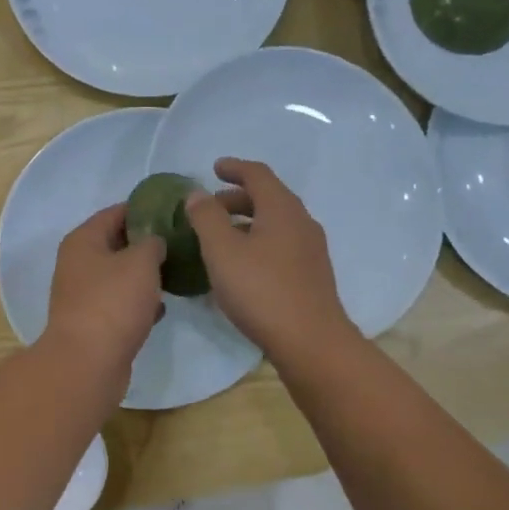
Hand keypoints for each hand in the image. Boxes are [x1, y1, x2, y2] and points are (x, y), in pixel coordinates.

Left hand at [42, 203, 165, 390]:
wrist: (88, 363)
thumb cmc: (113, 302)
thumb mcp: (141, 262)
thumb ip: (152, 243)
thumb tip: (154, 241)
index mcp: (83, 241)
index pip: (115, 212)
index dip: (144, 209)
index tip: (173, 211)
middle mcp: (78, 264)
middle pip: (116, 244)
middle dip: (147, 243)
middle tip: (180, 242)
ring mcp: (84, 296)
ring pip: (120, 276)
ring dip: (144, 275)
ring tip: (177, 272)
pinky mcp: (94, 323)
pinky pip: (120, 304)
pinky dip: (139, 303)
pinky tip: (162, 307)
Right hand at [185, 158, 353, 360]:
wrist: (310, 341)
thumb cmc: (261, 291)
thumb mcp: (222, 251)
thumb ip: (206, 218)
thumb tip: (196, 194)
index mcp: (282, 209)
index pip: (258, 175)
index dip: (234, 168)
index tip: (214, 168)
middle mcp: (302, 222)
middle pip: (269, 197)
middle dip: (237, 198)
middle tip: (210, 208)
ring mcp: (311, 249)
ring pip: (275, 223)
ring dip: (247, 222)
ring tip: (221, 237)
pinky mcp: (311, 274)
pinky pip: (281, 244)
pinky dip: (258, 241)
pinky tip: (242, 265)